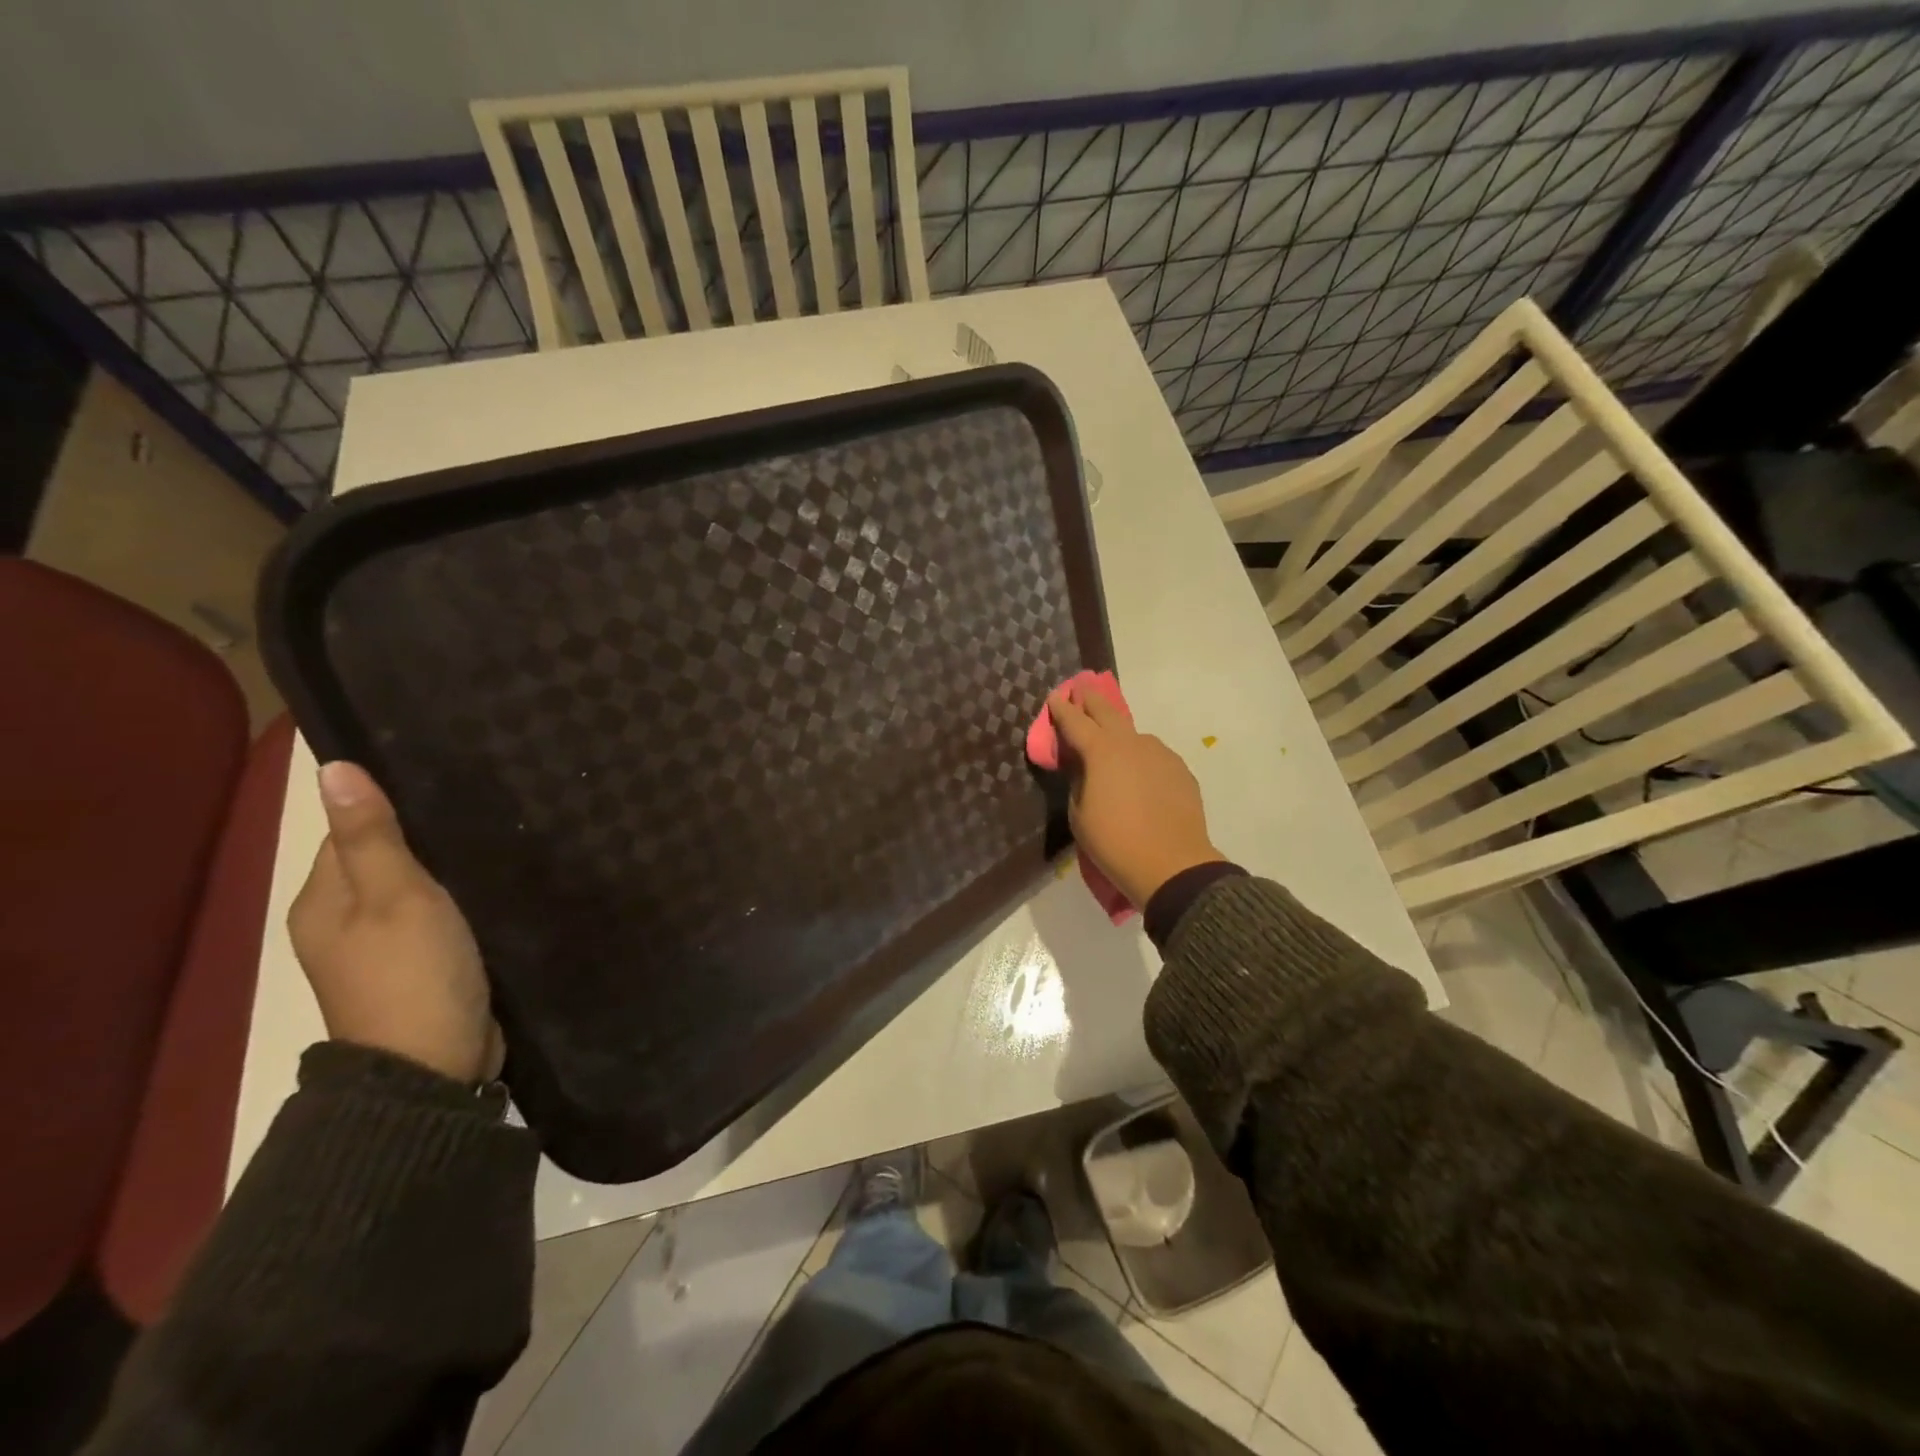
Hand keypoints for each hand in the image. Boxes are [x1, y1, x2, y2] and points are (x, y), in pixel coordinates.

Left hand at [289, 762, 501, 1082]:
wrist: (434, 1066)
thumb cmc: (411, 973)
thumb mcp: (395, 896)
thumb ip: (371, 836)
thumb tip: (331, 767)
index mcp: (321, 902)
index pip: (349, 832)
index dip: (391, 806)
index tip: (448, 785)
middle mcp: (342, 921)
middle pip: (383, 860)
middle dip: (426, 836)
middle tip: (485, 806)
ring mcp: (383, 948)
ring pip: (414, 888)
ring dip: (447, 868)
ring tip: (499, 836)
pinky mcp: (422, 966)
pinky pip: (438, 916)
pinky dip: (460, 899)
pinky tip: (494, 885)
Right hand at [1047, 686, 1223, 907]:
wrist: (1172, 865)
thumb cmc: (1115, 843)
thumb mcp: (1080, 815)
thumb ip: (1079, 783)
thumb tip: (1085, 769)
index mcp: (1101, 752)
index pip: (1075, 722)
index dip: (1062, 708)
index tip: (1055, 696)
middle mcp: (1132, 743)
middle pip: (1108, 712)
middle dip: (1092, 699)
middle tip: (1082, 688)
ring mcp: (1161, 754)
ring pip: (1134, 736)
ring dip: (1120, 734)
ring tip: (1113, 744)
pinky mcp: (1181, 770)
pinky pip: (1154, 757)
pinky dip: (1142, 758)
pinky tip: (1140, 775)